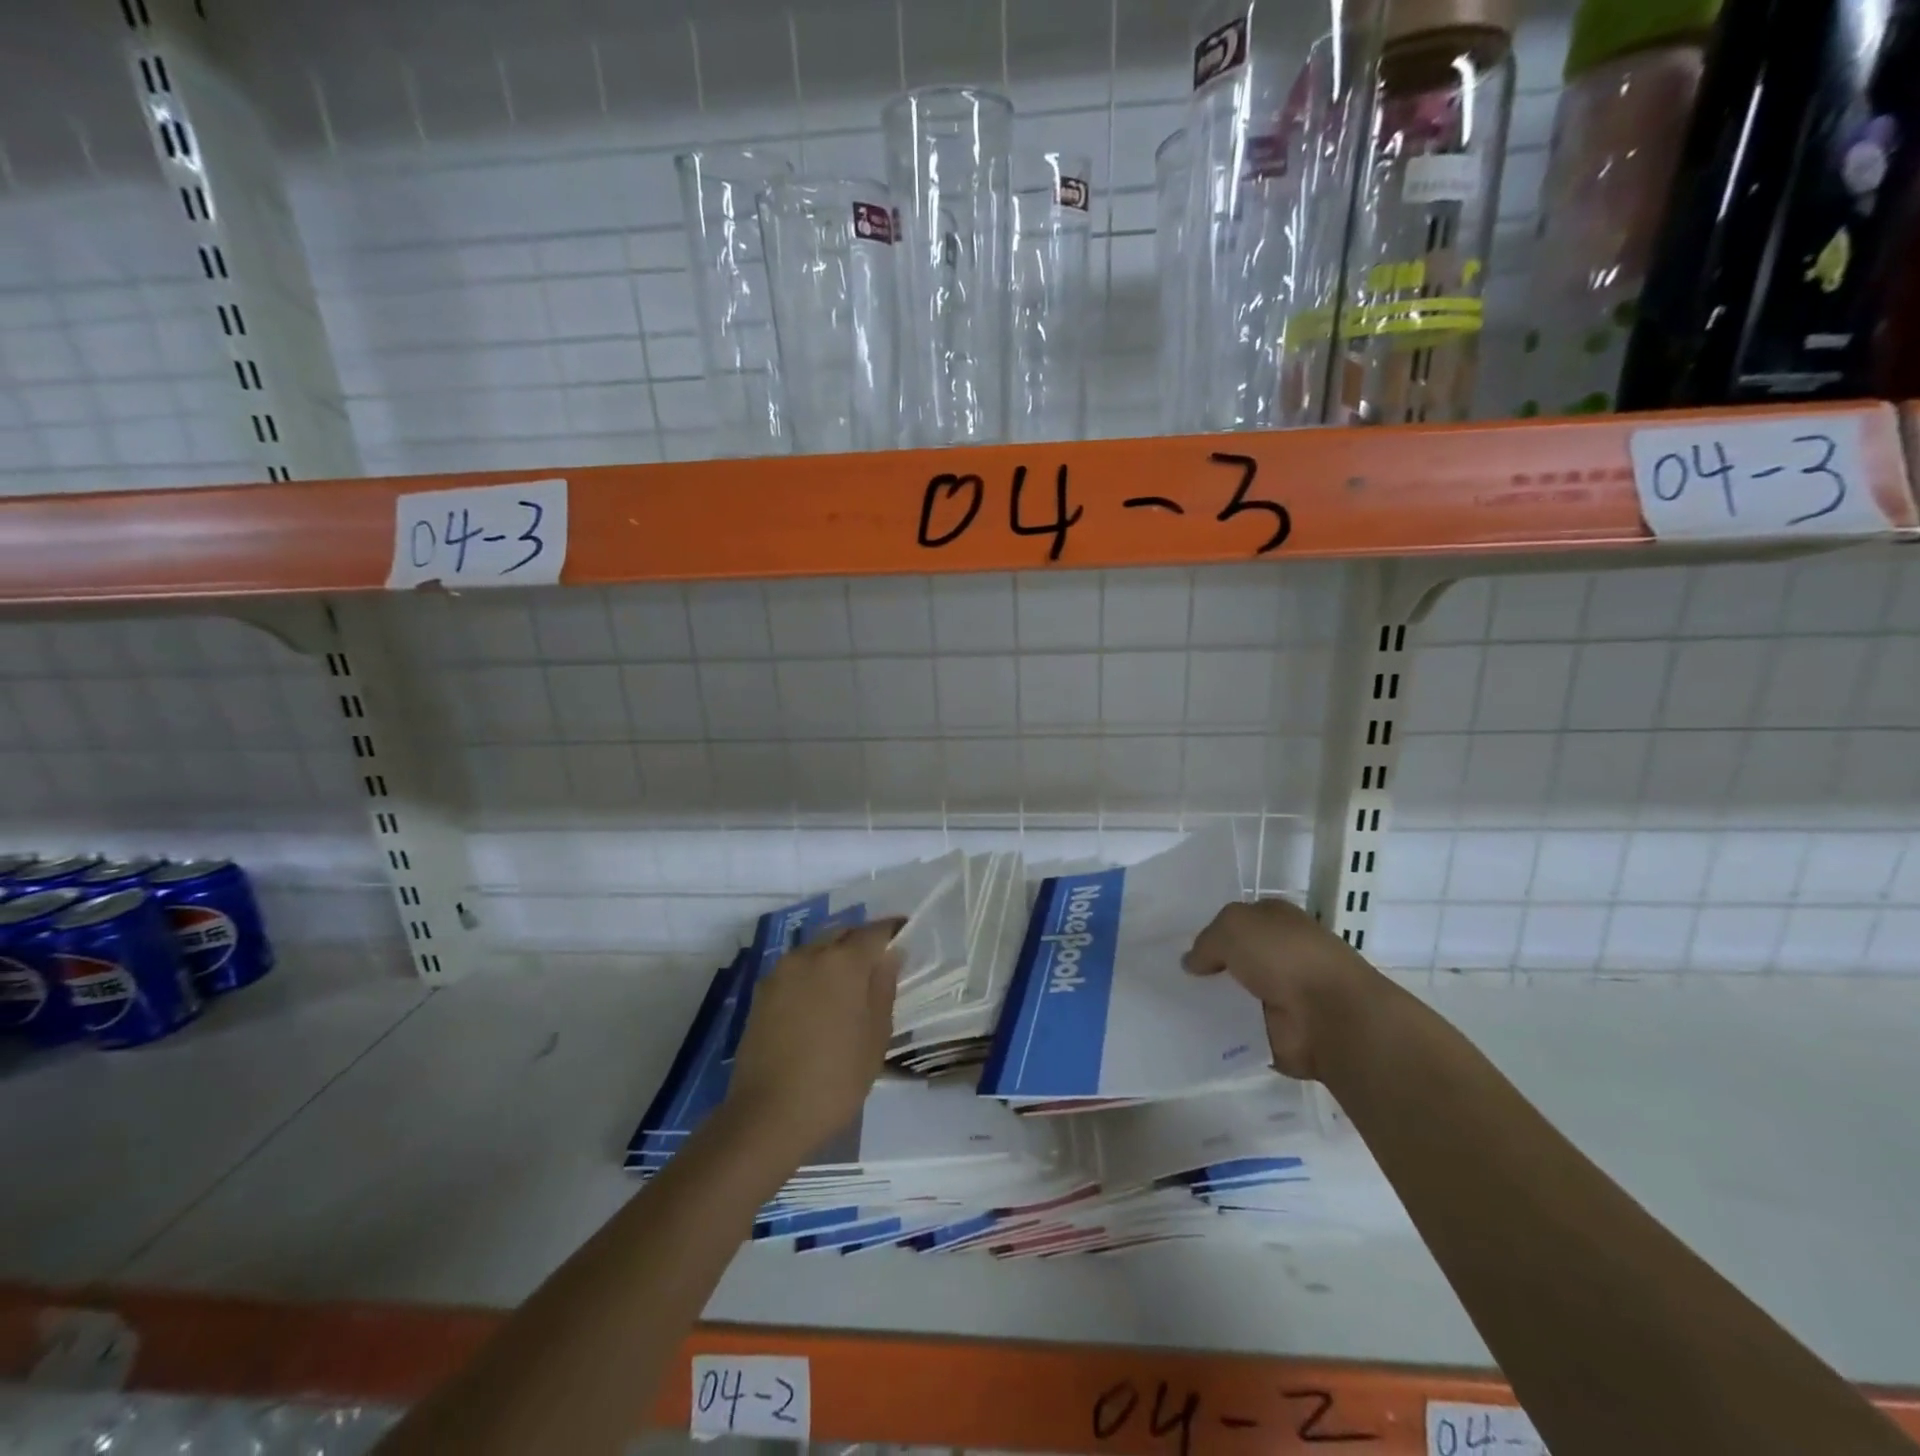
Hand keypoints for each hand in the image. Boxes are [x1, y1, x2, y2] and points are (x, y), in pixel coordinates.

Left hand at [724, 920, 902, 1158]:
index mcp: (843, 961)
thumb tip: (890, 955)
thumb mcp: (875, 1036)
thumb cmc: (835, 1078)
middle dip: (862, 942)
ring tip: (849, 986)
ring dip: (835, 957)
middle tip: (879, 964)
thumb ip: (884, 987)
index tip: (906, 936)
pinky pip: (796, 969)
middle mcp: (809, 954)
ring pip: (816, 949)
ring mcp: (780, 972)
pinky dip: (813, 974)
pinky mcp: (761, 992)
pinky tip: (820, 1002)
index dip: (893, 931)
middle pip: (843, 933)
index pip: (875, 931)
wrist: (768, 1115)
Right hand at [1183, 899, 1387, 1080]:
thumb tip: (1192, 963)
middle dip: (1205, 968)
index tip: (1176, 945)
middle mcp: (1278, 954)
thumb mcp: (1233, 927)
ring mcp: (1279, 994)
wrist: (1330, 1015)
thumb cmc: (1284, 956)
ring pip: (1232, 994)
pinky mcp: (1276, 1031)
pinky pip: (1237, 1028)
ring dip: (1210, 1001)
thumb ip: (1206, 941)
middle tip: (1167, 976)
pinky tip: (1190, 1030)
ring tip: (1169, 1004)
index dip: (1208, 931)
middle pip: (1231, 958)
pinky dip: (1219, 1031)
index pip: (1235, 922)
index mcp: (1275, 920)